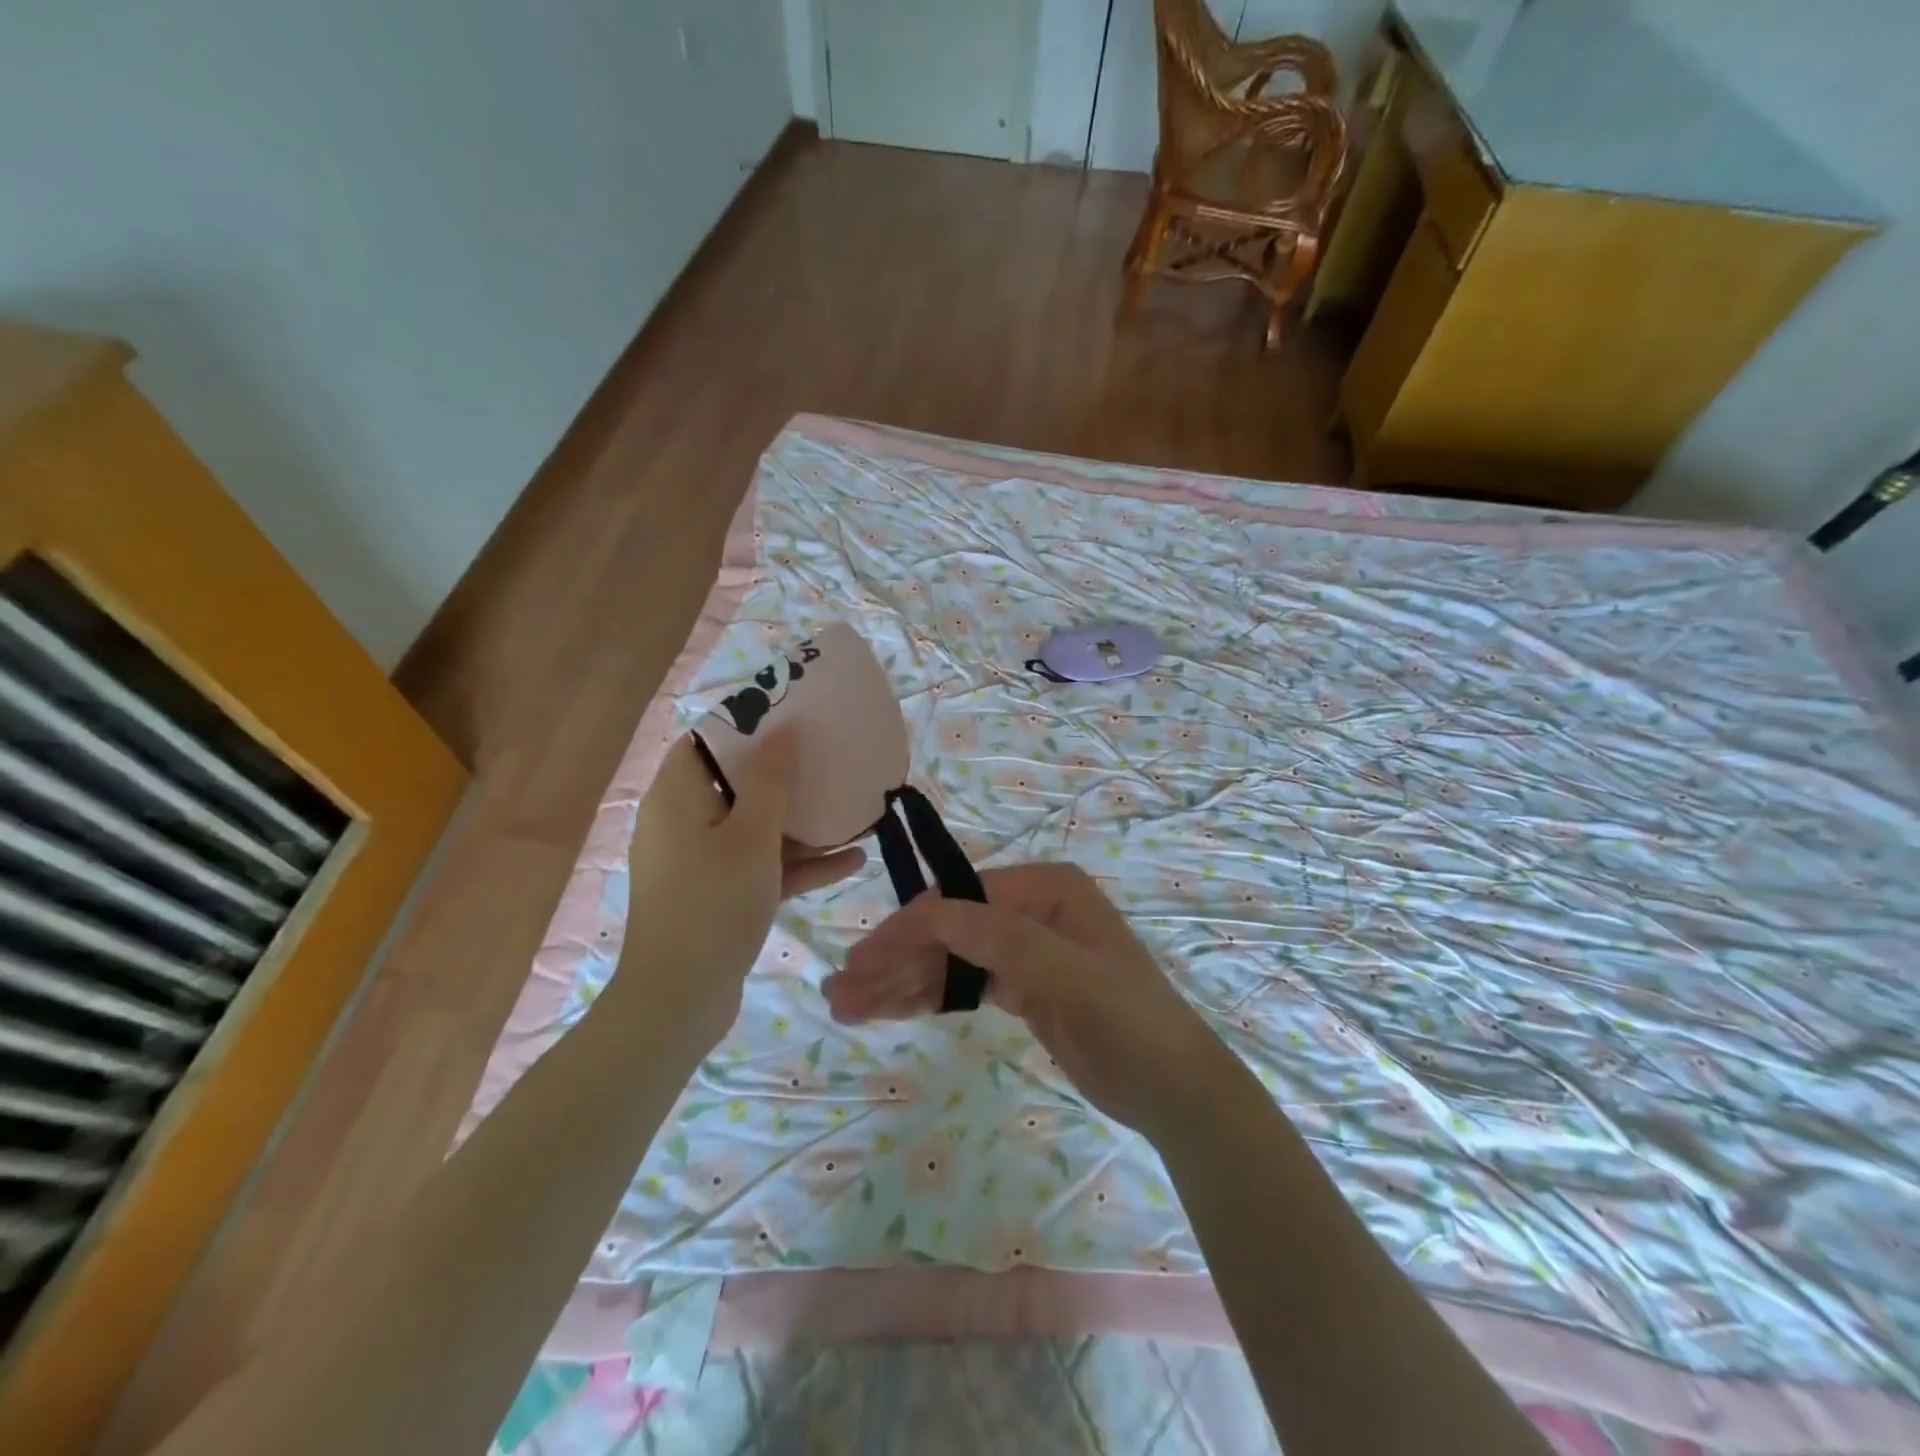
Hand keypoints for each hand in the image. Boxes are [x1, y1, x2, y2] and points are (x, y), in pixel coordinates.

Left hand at [622, 733, 864, 1048]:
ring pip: (754, 827)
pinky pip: (760, 866)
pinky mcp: (718, 895)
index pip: (706, 741)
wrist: (680, 1001)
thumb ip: (770, 781)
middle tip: (828, 760)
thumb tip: (781, 731)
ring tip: (850, 811)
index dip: (747, 725)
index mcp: (677, 796)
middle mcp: (683, 822)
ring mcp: (701, 862)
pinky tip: (852, 861)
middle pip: (736, 783)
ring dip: (800, 823)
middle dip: (785, 776)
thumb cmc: (713, 903)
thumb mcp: (751, 836)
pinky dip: (797, 863)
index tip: (793, 720)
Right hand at [823, 862, 1226, 1137]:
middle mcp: (1030, 909)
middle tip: (840, 993)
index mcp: (1044, 889)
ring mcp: (1025, 948)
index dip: (906, 932)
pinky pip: (964, 985)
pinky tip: (889, 1010)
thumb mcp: (1067, 976)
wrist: (1173, 1089)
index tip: (859, 966)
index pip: (958, 903)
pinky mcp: (1022, 987)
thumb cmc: (1128, 1022)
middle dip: (894, 961)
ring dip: (901, 982)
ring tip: (847, 1007)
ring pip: (950, 960)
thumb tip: (929, 909)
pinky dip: (928, 997)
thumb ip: (1000, 939)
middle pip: (947, 931)